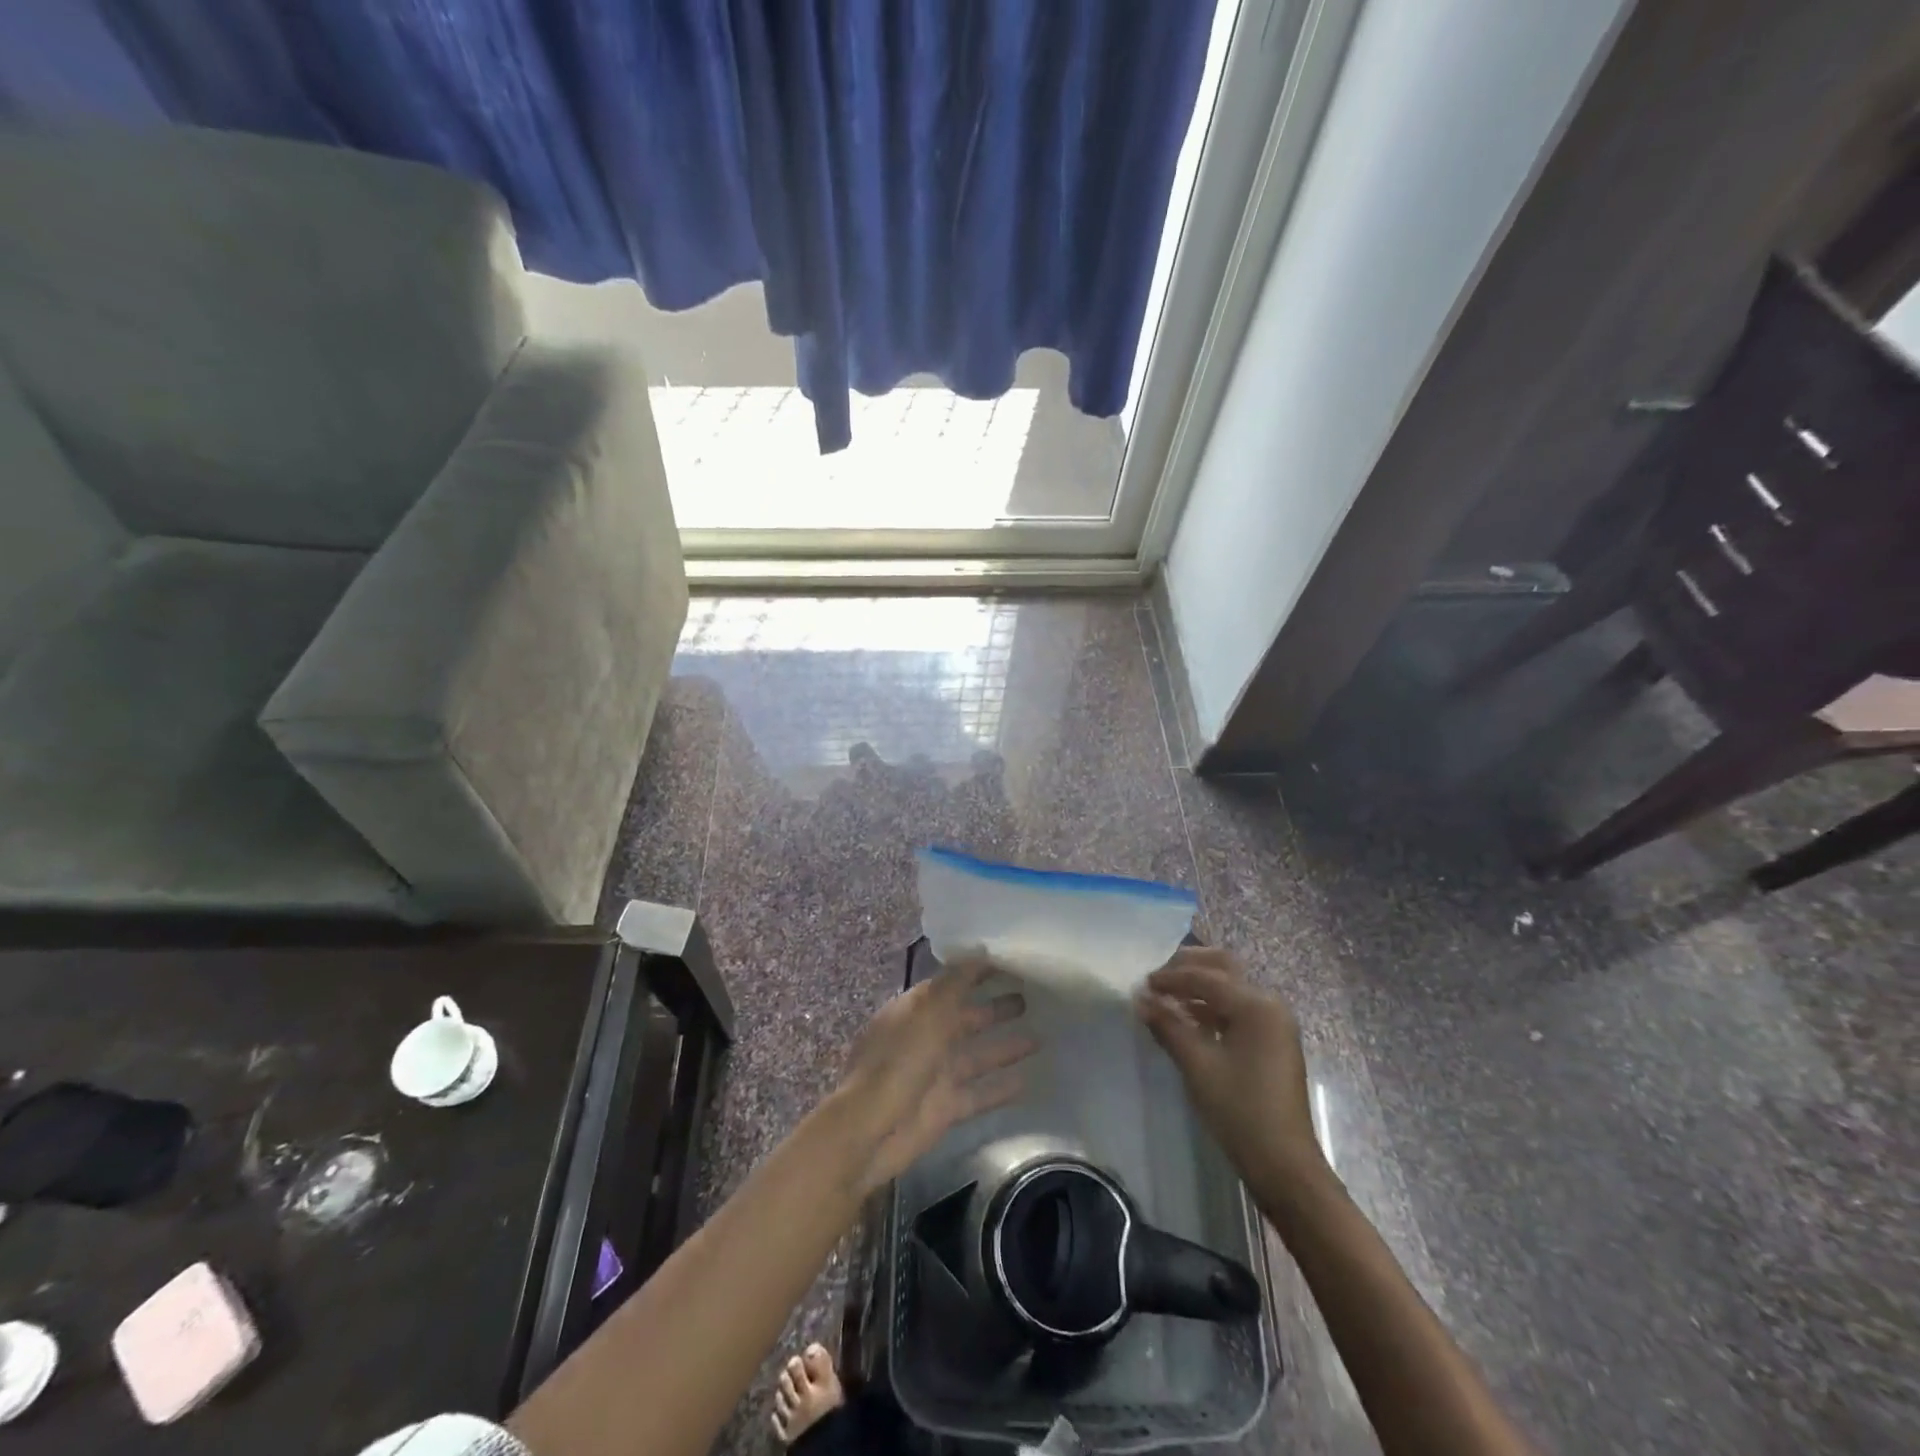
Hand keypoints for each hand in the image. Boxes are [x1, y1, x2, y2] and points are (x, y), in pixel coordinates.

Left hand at [834, 958, 1035, 1191]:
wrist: (871, 1130)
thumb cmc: (899, 1061)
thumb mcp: (928, 1012)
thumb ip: (955, 983)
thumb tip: (980, 952)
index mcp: (915, 1010)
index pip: (951, 983)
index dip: (978, 973)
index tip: (1011, 963)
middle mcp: (926, 1038)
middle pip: (967, 1018)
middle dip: (995, 1008)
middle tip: (1032, 998)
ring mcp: (936, 1074)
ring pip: (977, 1055)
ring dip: (1005, 1046)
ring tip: (1041, 1036)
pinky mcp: (945, 1107)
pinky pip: (979, 1093)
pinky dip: (1001, 1087)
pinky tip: (1029, 1080)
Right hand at [1136, 947, 1323, 1182]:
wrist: (1284, 1164)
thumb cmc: (1240, 1110)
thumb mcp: (1197, 1065)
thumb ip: (1168, 1025)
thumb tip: (1140, 998)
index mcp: (1256, 1005)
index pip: (1206, 977)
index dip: (1171, 978)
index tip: (1142, 984)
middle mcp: (1269, 1005)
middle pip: (1225, 969)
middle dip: (1190, 967)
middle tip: (1158, 976)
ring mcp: (1274, 1024)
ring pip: (1231, 988)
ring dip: (1200, 986)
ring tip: (1167, 997)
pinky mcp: (1272, 1042)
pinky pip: (1238, 1009)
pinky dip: (1212, 1006)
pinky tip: (1188, 1018)